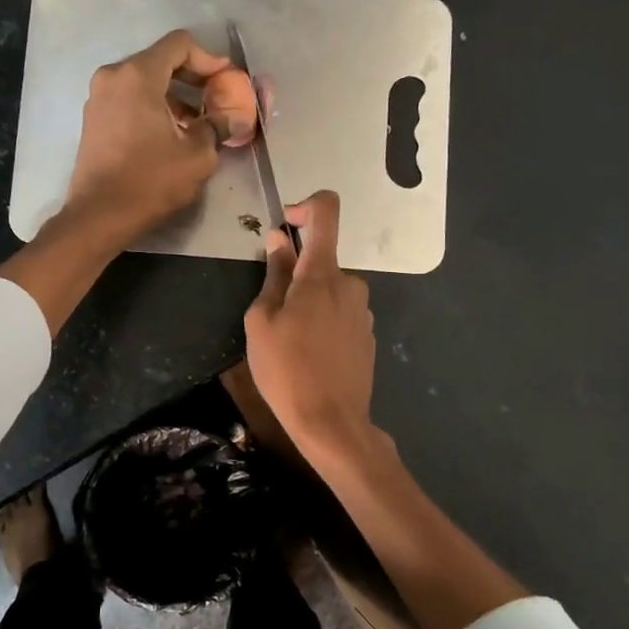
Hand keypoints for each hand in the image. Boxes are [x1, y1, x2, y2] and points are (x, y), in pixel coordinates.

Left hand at [63, 29, 256, 243]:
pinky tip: (170, 133)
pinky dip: (152, 107)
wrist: (99, 216)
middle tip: (216, 100)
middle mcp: (113, 77)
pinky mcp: (93, 119)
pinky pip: (129, 100)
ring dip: (173, 96)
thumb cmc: (150, 181)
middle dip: (192, 78)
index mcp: (138, 75)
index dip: (209, 58)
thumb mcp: (197, 155)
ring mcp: (98, 98)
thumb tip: (232, 118)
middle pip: (160, 60)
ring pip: (144, 82)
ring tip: (197, 122)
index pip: (179, 45)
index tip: (226, 81)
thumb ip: (217, 127)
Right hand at [244, 192, 378, 462]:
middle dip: (296, 278)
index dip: (306, 206)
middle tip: (273, 315)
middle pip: (321, 262)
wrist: (331, 422)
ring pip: (329, 292)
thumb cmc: (286, 369)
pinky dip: (323, 324)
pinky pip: (340, 315)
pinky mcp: (367, 336)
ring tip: (289, 342)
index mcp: (322, 274)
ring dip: (308, 304)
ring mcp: (363, 312)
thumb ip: (273, 275)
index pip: (327, 212)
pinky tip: (310, 357)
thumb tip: (279, 240)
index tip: (286, 224)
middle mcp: (350, 285)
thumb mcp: (261, 321)